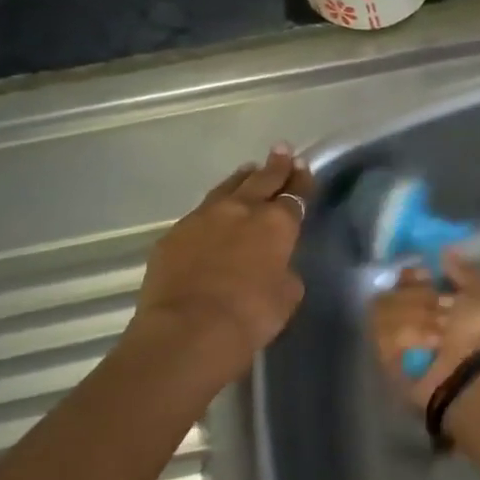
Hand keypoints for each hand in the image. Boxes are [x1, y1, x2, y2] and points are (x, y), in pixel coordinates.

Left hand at [128, 146, 312, 385]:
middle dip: (275, 166)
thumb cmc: (252, 314)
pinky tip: (215, 210)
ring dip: (242, 179)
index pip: (294, 196)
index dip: (301, 183)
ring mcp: (203, 219)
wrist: (190, 328)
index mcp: (276, 224)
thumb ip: (285, 270)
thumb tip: (276, 264)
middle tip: (283, 150)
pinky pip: (200, 212)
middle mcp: (241, 211)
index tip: (304, 170)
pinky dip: (214, 207)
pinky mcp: (174, 234)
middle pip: (261, 181)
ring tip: (249, 169)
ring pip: (227, 189)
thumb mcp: (288, 294)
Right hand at [368, 251, 479, 410]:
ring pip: (383, 310)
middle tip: (440, 311)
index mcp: (429, 302)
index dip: (411, 276)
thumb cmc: (478, 330)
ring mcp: (393, 340)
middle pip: (390, 292)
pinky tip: (428, 344)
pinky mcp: (385, 359)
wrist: (473, 370)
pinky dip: (408, 335)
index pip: (402, 279)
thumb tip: (446, 251)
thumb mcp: (478, 294)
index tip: (426, 277)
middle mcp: (407, 319)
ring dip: (416, 318)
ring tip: (438, 334)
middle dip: (416, 298)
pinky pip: (383, 334)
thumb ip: (462, 270)